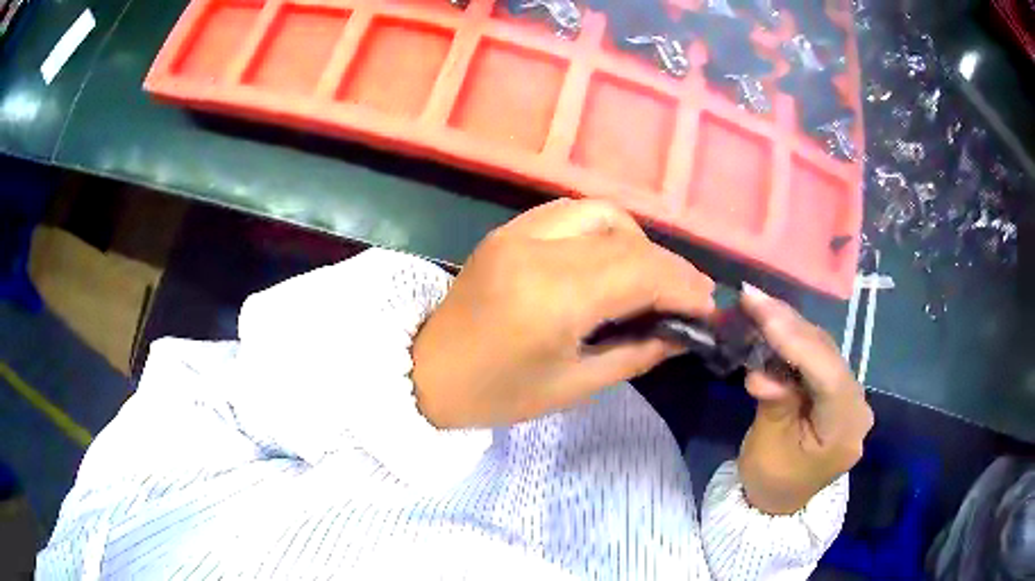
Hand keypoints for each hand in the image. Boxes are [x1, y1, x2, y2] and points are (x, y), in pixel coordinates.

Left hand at [412, 200, 715, 427]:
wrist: (426, 372)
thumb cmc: (496, 394)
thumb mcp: (574, 384)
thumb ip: (637, 353)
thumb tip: (683, 334)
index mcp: (551, 298)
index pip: (640, 271)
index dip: (684, 286)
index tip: (708, 308)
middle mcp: (536, 249)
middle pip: (627, 239)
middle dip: (670, 267)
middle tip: (690, 296)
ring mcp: (517, 231)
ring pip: (603, 212)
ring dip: (638, 243)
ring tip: (650, 280)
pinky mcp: (508, 229)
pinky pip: (571, 213)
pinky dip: (605, 230)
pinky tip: (610, 260)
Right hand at [737, 285, 873, 514]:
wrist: (779, 502)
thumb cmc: (771, 481)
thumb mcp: (767, 447)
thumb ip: (774, 405)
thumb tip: (762, 374)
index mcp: (845, 431)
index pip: (828, 377)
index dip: (797, 342)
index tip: (763, 312)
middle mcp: (858, 408)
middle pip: (828, 357)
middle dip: (791, 325)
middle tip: (754, 298)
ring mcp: (851, 398)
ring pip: (825, 353)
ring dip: (792, 328)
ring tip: (760, 304)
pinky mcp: (840, 393)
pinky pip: (820, 360)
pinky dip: (797, 342)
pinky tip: (776, 324)